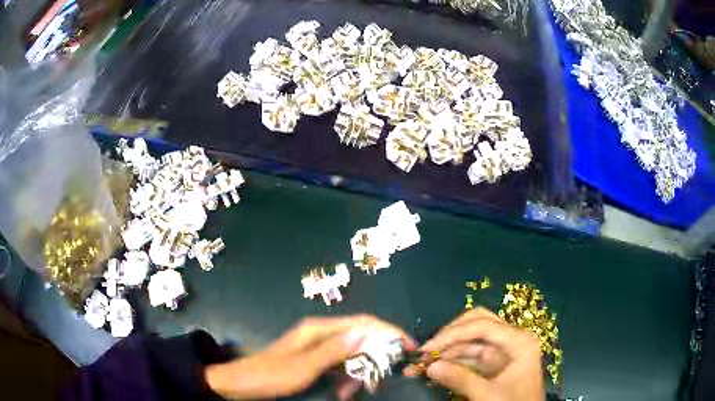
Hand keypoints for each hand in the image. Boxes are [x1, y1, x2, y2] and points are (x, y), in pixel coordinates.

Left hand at [205, 315, 416, 399]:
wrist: (242, 383)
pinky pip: (339, 365)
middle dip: (373, 359)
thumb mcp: (304, 366)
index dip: (388, 331)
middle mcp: (320, 333)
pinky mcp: (313, 358)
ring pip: (350, 355)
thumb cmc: (271, 375)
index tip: (408, 346)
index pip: (362, 322)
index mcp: (319, 329)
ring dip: (357, 373)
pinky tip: (343, 392)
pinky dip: (345, 378)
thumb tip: (365, 332)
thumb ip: (334, 350)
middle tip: (376, 382)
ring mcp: (316, 346)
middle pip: (359, 339)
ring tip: (351, 393)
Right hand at [406, 308, 543, 400]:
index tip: (426, 348)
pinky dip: (451, 362)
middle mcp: (512, 340)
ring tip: (421, 362)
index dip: (452, 334)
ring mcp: (503, 352)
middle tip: (426, 350)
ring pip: (471, 342)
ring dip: (446, 351)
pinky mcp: (494, 365)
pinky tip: (434, 368)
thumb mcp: (488, 396)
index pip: (483, 326)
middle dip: (450, 336)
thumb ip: (460, 380)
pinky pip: (470, 357)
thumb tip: (429, 366)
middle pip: (478, 325)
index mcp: (520, 342)